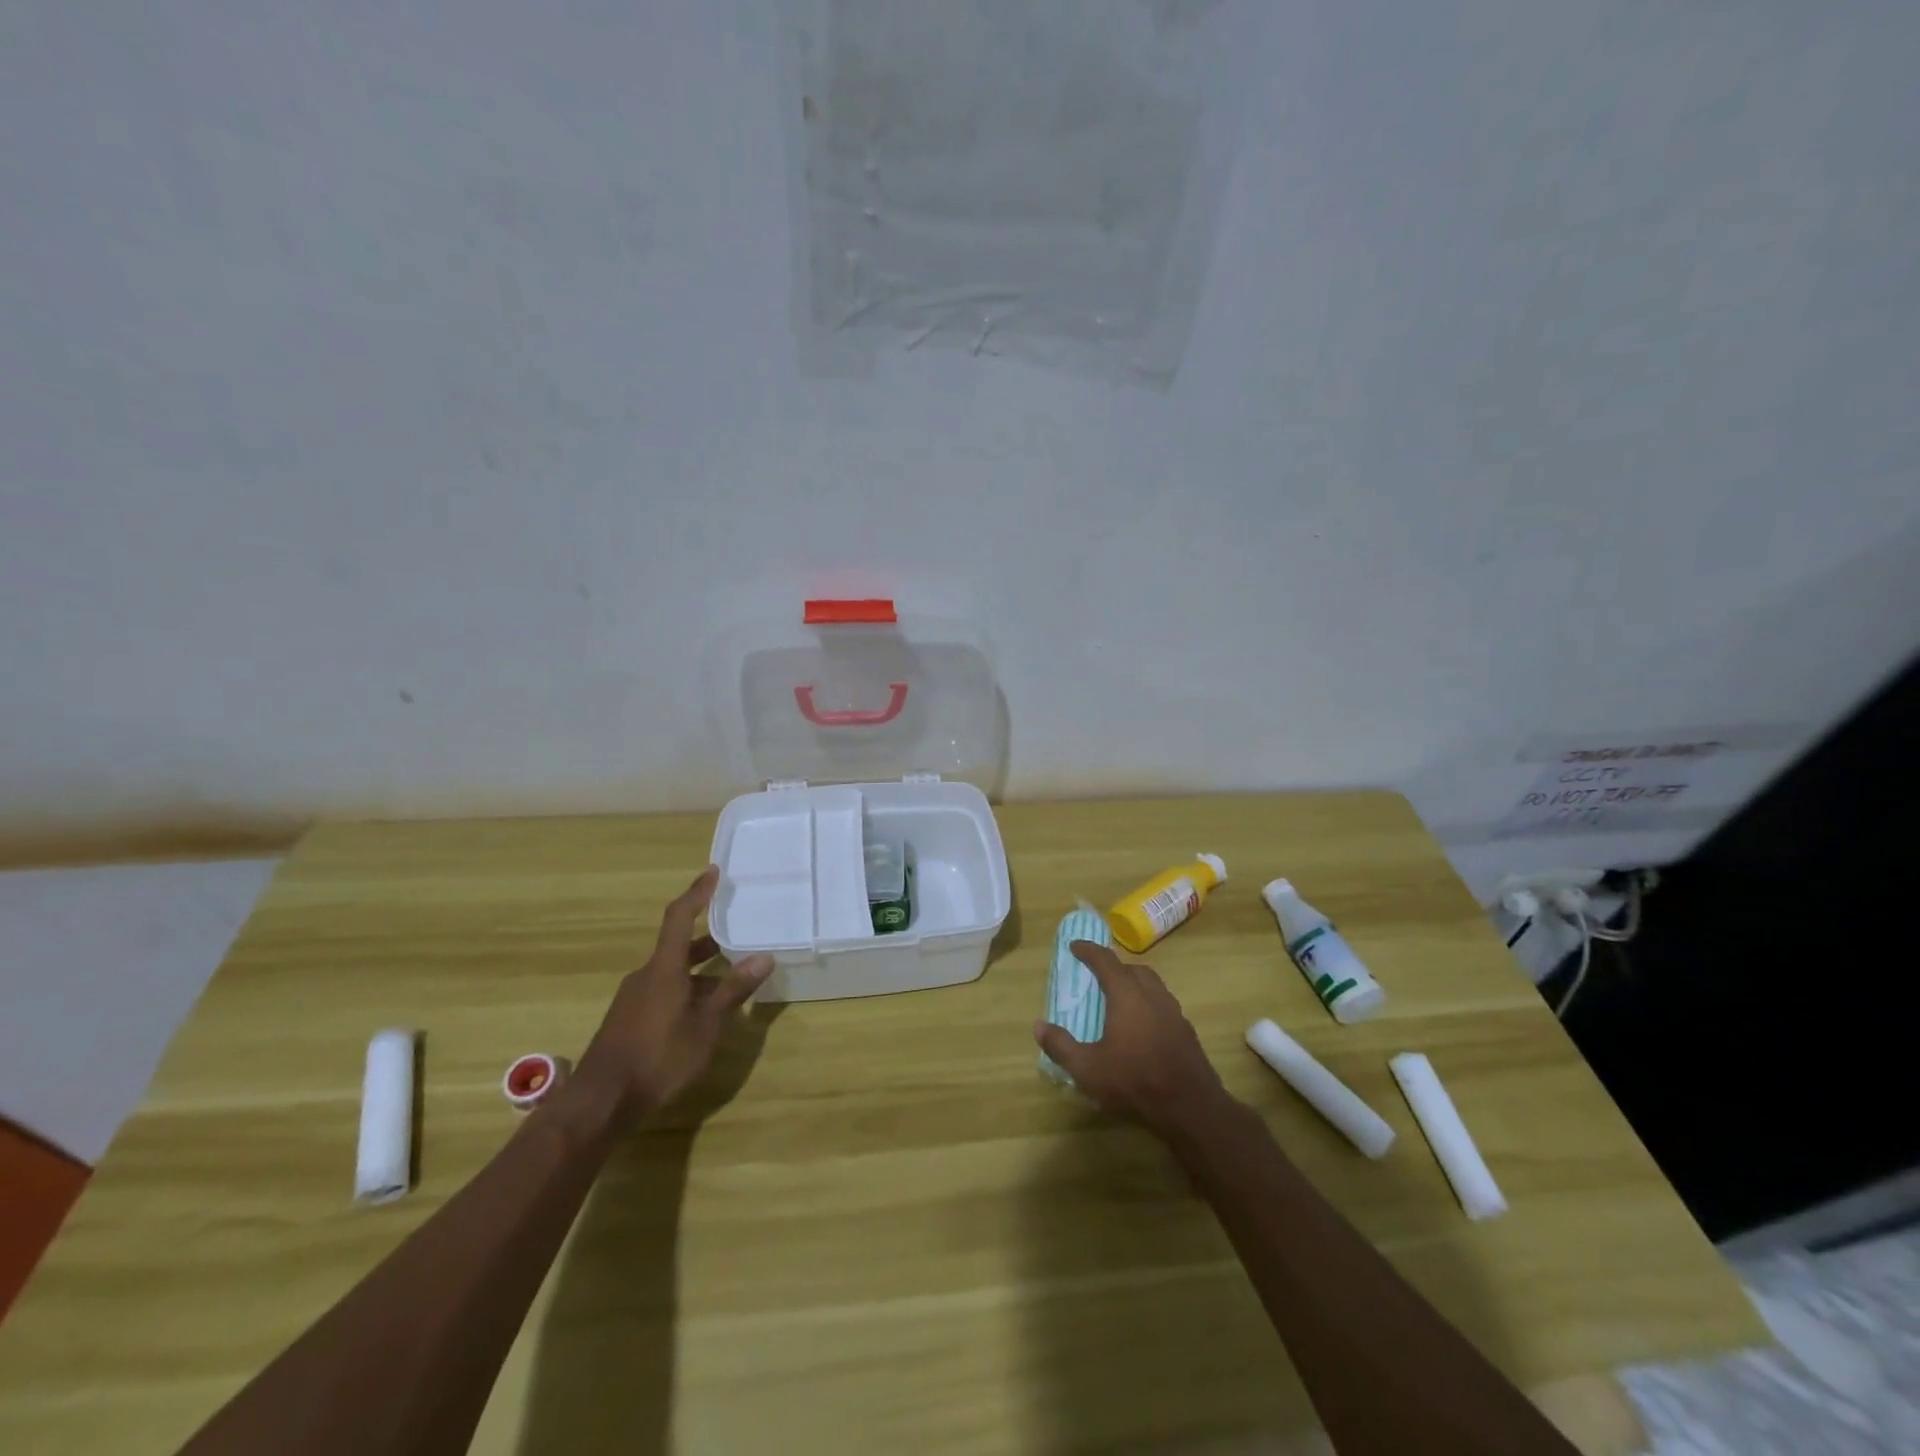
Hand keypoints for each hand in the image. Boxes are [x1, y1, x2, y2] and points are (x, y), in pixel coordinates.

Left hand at [576, 865, 773, 1120]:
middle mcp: (646, 976)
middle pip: (677, 946)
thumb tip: (763, 956)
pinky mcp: (628, 1020)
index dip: (697, 893)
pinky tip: (703, 1012)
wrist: (600, 1103)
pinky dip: (686, 989)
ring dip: (699, 970)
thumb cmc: (658, 1058)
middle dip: (708, 940)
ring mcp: (633, 999)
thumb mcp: (705, 1026)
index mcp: (664, 968)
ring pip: (671, 972)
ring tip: (730, 977)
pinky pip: (663, 991)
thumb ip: (732, 991)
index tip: (713, 872)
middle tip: (737, 932)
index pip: (680, 917)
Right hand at [1033, 940, 1237, 1138]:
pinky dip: (1149, 1004)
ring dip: (1135, 983)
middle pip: (1134, 969)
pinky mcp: (1187, 1032)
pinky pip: (1164, 1005)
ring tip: (1120, 999)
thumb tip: (1038, 1025)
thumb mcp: (1087, 1069)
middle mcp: (1153, 996)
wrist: (1191, 1109)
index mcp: (1127, 995)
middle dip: (1115, 967)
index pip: (1106, 961)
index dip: (1089, 950)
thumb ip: (1061, 1045)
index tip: (1075, 946)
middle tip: (1099, 976)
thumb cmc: (1134, 1082)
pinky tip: (1142, 1027)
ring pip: (1153, 985)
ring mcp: (1174, 1013)